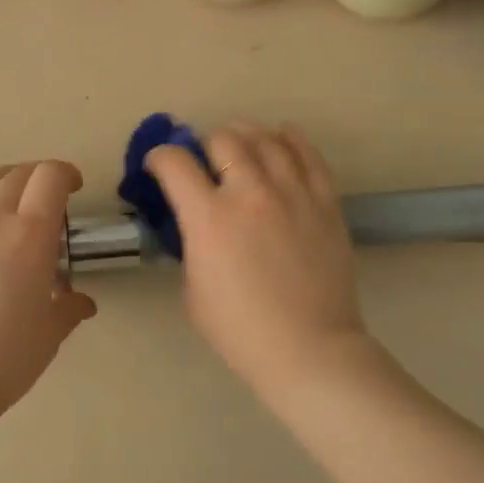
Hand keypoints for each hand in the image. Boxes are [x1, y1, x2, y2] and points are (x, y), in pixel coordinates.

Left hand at [0, 161, 96, 420]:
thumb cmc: (3, 361)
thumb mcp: (49, 335)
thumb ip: (68, 309)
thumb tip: (82, 302)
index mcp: (29, 236)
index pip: (50, 178)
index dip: (65, 173)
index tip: (72, 187)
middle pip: (16, 176)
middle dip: (36, 179)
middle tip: (43, 199)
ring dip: (0, 185)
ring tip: (5, 204)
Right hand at [147, 123, 369, 402]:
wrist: (309, 348)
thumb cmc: (240, 330)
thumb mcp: (193, 288)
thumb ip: (193, 244)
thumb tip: (199, 223)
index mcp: (209, 218)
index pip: (175, 163)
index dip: (159, 157)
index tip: (158, 165)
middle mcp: (250, 193)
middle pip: (223, 139)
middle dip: (205, 144)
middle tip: (205, 161)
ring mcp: (292, 193)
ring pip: (267, 138)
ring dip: (246, 134)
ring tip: (240, 141)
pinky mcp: (325, 202)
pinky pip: (309, 155)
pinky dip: (291, 139)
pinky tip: (282, 135)